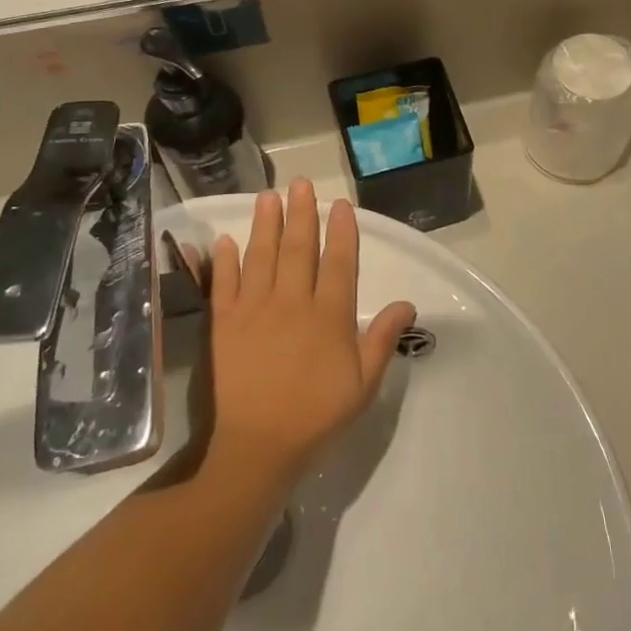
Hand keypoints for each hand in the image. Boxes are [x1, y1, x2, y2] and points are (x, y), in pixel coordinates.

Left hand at [205, 182, 416, 490]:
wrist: (256, 446)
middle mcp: (292, 302)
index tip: (340, 205)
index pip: (339, 262)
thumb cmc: (316, 416)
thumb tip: (407, 303)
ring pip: (262, 256)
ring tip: (268, 196)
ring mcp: (254, 309)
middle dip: (302, 214)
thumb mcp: (363, 384)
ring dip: (266, 224)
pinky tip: (226, 240)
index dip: (341, 231)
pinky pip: (224, 284)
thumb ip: (382, 339)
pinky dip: (224, 261)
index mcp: (329, 315)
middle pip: (299, 249)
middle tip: (301, 184)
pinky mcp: (223, 324)